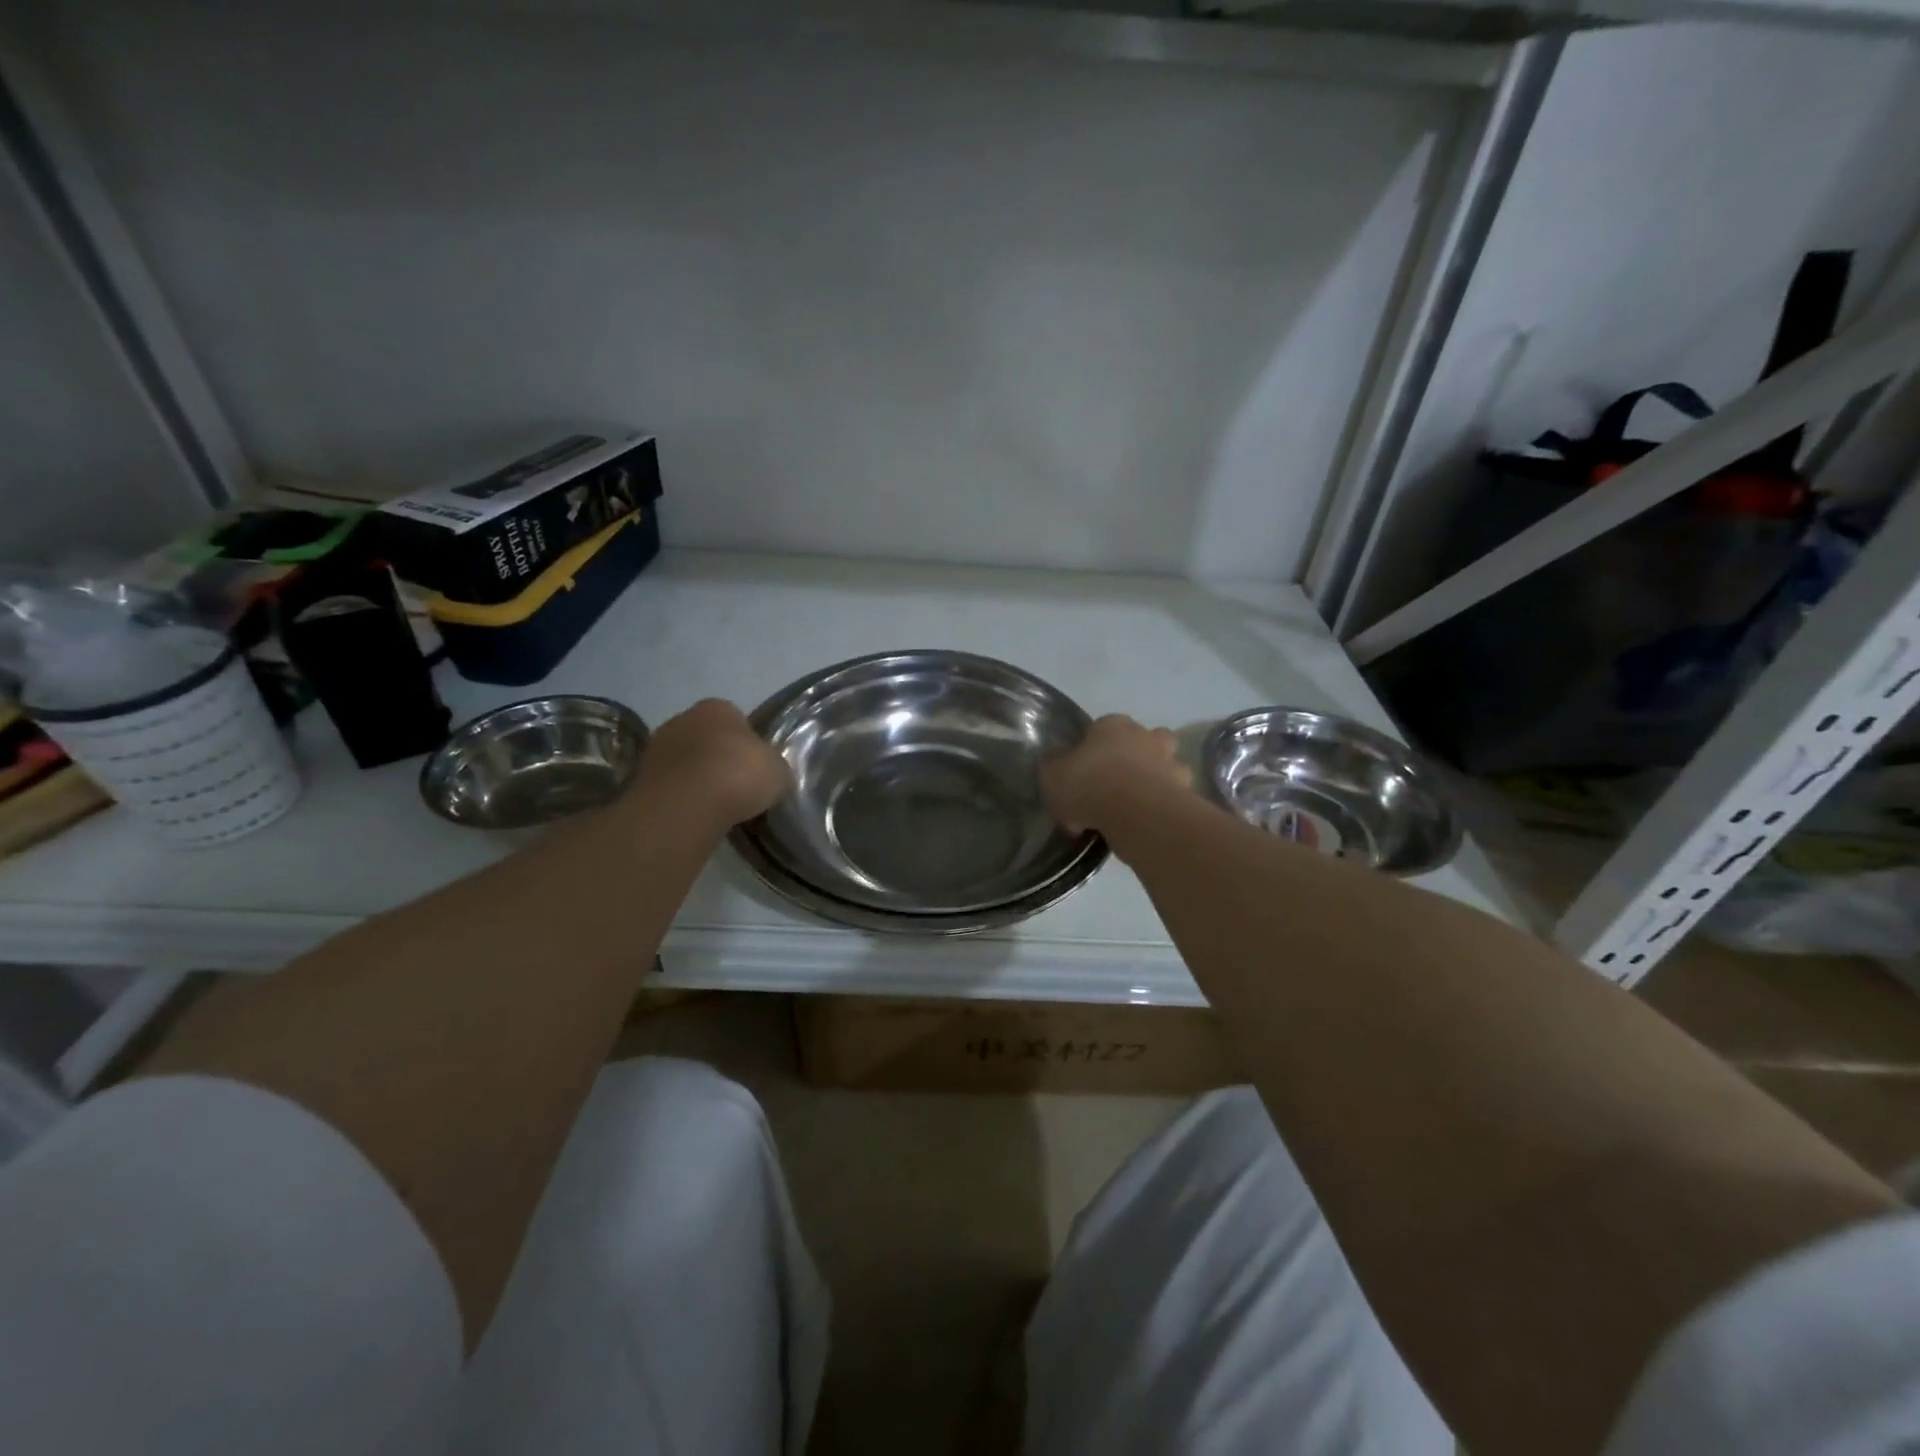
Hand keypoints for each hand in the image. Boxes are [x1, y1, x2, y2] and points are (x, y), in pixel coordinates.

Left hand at [632, 698, 791, 828]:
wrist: (688, 804)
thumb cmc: (739, 774)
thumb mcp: (778, 771)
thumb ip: (774, 766)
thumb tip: (772, 774)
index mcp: (718, 708)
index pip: (737, 720)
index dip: (748, 745)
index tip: (755, 769)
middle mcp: (683, 718)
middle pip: (707, 738)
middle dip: (719, 759)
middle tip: (736, 787)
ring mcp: (657, 747)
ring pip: (686, 761)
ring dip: (697, 778)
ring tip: (715, 806)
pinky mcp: (639, 777)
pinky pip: (670, 785)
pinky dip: (681, 797)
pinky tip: (695, 814)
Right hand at [1040, 715, 1189, 833]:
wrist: (1137, 813)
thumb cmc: (1089, 785)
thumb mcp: (1052, 777)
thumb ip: (1053, 768)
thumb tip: (1055, 766)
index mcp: (1112, 724)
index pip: (1100, 727)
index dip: (1090, 749)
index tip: (1081, 774)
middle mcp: (1146, 735)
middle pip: (1143, 739)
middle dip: (1134, 756)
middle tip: (1115, 784)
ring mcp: (1171, 762)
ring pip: (1165, 766)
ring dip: (1155, 780)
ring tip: (1135, 808)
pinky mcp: (1186, 790)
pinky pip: (1173, 796)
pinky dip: (1163, 806)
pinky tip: (1146, 823)